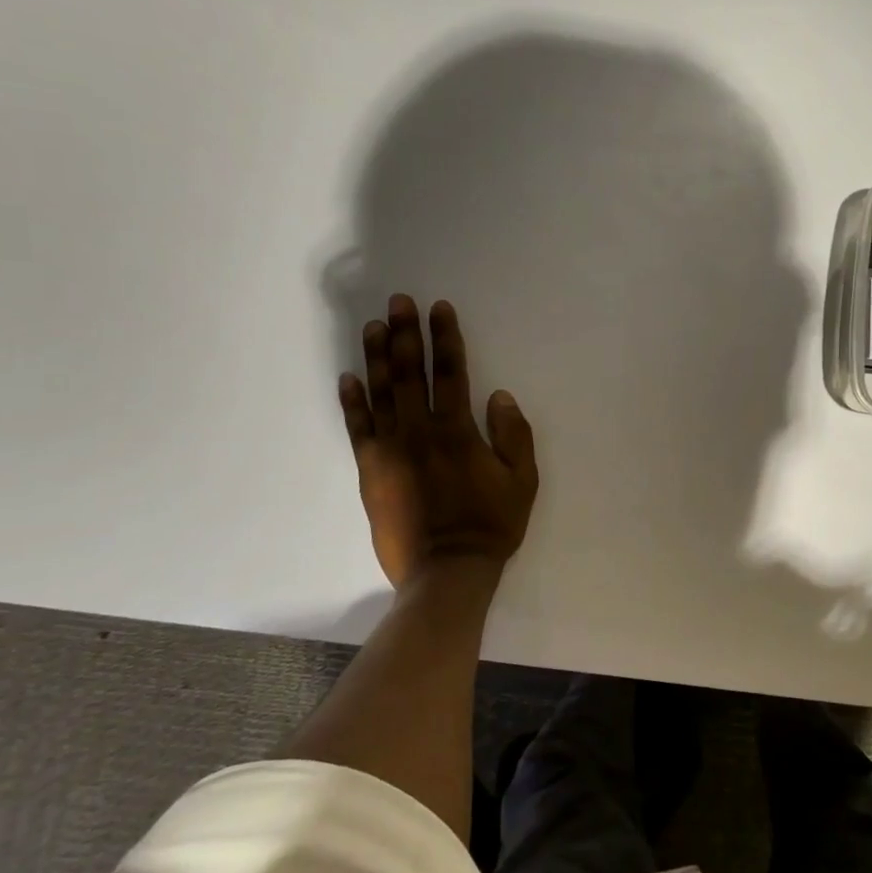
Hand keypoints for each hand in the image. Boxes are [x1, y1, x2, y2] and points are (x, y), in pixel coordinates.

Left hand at [337, 294, 538, 587]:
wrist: (445, 570)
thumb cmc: (491, 524)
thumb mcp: (523, 481)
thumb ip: (513, 435)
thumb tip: (499, 395)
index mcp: (457, 431)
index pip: (450, 372)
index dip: (445, 337)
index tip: (438, 308)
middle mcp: (419, 432)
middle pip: (409, 373)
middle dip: (405, 333)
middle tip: (398, 301)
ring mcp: (389, 450)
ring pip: (380, 393)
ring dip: (376, 357)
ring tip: (373, 326)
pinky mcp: (370, 470)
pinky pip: (358, 428)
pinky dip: (352, 401)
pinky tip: (348, 378)